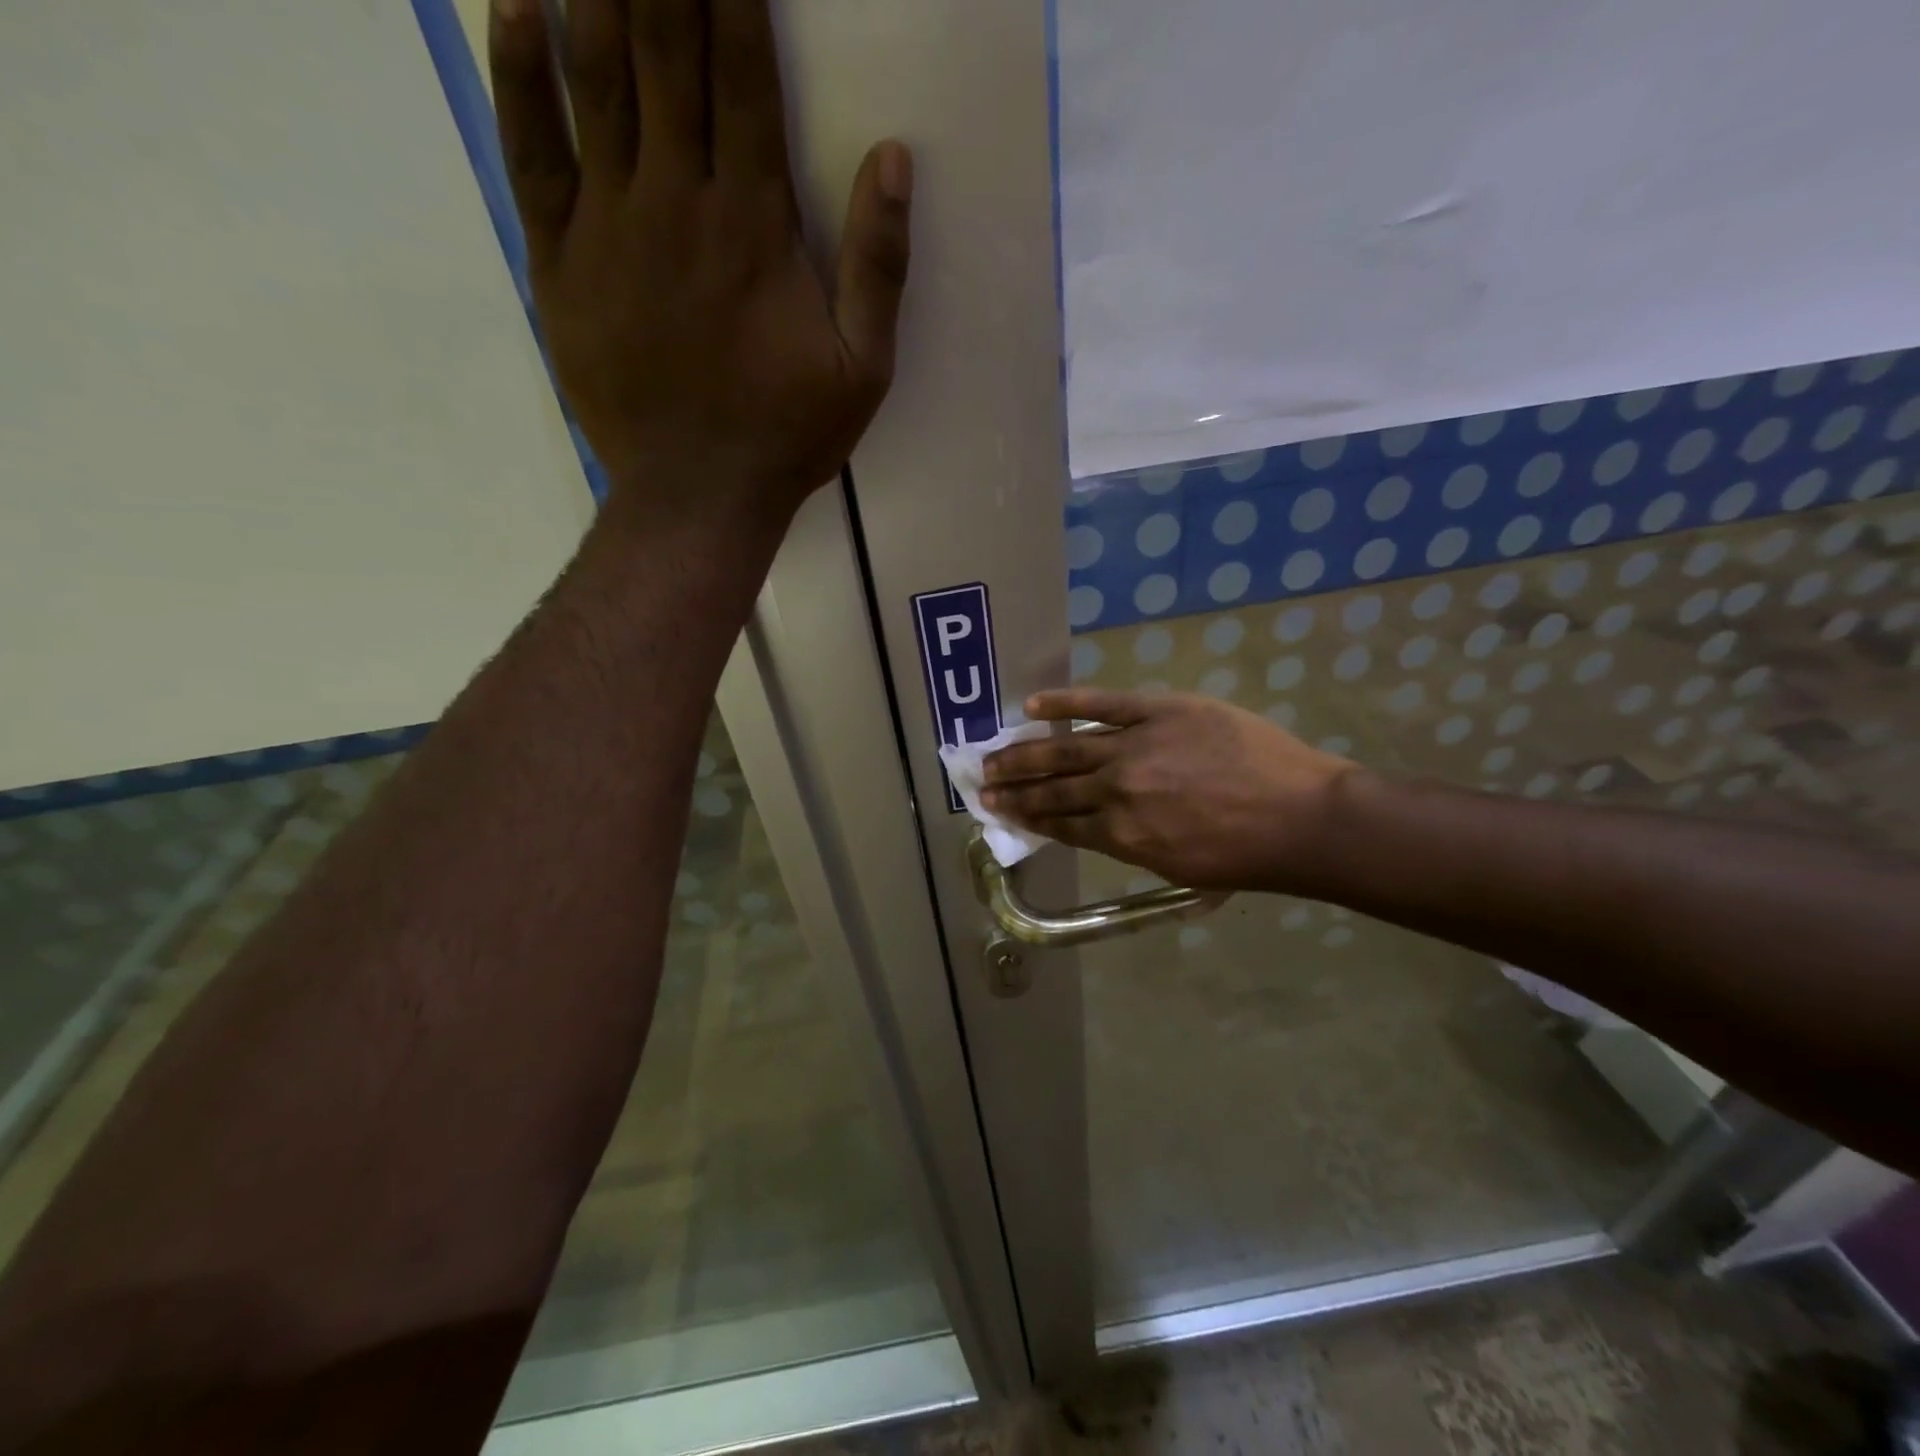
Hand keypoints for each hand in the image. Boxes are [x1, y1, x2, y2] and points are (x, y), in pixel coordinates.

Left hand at [488, 0, 912, 527]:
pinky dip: (521, 70)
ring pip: (594, 75)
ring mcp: (609, 225)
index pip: (742, 69)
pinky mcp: (559, 260)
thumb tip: (894, 156)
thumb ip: (880, 267)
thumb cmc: (786, 435)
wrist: (697, 495)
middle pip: (662, 46)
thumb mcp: (863, 370)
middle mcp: (676, 199)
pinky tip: (519, 1)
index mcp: (754, 223)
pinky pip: (532, 148)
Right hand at [981, 689, 1356, 892]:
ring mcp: (1134, 747)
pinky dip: (1066, 704)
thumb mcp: (1177, 866)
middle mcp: (1116, 792)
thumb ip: (1130, 844)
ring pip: (1065, 750)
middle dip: (1013, 788)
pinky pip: (1101, 704)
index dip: (1026, 816)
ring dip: (1024, 752)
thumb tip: (1096, 826)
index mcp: (1121, 835)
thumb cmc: (1246, 855)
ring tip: (993, 754)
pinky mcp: (1157, 711)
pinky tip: (1034, 704)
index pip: (1060, 823)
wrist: (1302, 818)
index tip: (998, 810)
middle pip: (1052, 788)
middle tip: (981, 784)